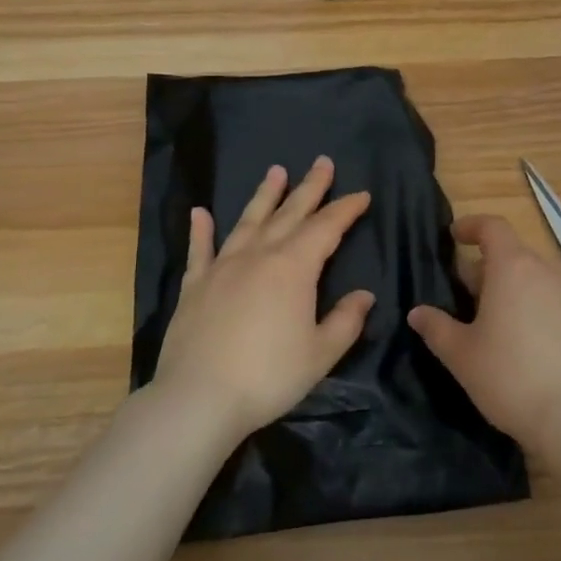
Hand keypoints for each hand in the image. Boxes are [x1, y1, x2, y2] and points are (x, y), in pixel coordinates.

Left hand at [152, 157, 374, 444]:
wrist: (199, 398)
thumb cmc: (268, 376)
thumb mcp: (320, 354)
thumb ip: (345, 321)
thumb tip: (364, 295)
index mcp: (294, 268)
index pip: (326, 228)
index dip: (346, 209)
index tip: (361, 195)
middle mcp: (259, 255)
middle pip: (290, 213)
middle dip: (310, 187)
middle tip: (322, 162)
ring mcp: (224, 266)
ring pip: (249, 221)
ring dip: (264, 195)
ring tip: (276, 171)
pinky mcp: (195, 285)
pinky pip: (200, 250)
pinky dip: (201, 230)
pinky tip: (199, 212)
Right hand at [408, 213, 560, 450]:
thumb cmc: (510, 376)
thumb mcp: (461, 355)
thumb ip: (436, 327)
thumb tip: (417, 312)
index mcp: (512, 266)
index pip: (492, 226)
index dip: (471, 226)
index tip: (453, 236)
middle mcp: (543, 270)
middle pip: (511, 252)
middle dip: (484, 264)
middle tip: (462, 292)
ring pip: (531, 275)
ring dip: (508, 285)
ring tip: (488, 317)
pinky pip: (548, 296)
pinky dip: (529, 302)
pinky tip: (518, 338)